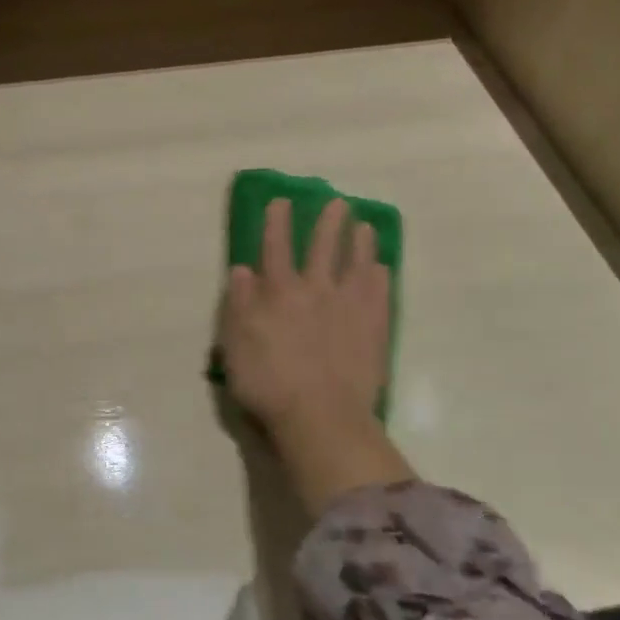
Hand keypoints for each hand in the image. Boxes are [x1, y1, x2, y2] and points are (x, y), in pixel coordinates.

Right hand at [221, 199, 413, 514]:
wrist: (321, 418)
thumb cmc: (268, 384)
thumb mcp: (236, 345)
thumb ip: (239, 304)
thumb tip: (242, 269)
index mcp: (278, 293)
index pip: (275, 248)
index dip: (277, 223)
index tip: (281, 201)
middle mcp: (315, 291)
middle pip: (323, 248)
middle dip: (328, 223)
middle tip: (338, 203)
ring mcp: (349, 309)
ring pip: (357, 265)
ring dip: (360, 243)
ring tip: (365, 226)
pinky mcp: (374, 330)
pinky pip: (380, 295)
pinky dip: (381, 278)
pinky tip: (383, 269)